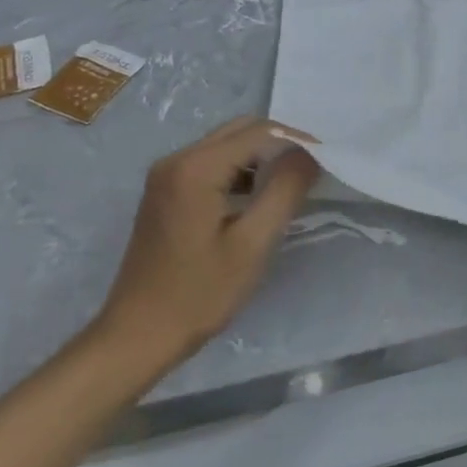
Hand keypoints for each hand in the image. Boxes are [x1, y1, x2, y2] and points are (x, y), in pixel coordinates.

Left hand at [93, 117, 319, 372]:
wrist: (137, 335)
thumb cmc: (199, 293)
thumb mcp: (253, 243)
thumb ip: (285, 190)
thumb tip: (310, 154)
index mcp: (195, 168)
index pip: (259, 132)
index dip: (298, 140)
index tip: (328, 159)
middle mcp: (176, 160)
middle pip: (240, 130)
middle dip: (281, 142)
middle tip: (314, 167)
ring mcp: (167, 176)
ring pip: (227, 145)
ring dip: (262, 155)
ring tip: (294, 181)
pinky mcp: (166, 193)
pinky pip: (212, 163)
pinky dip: (241, 169)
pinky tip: (260, 195)